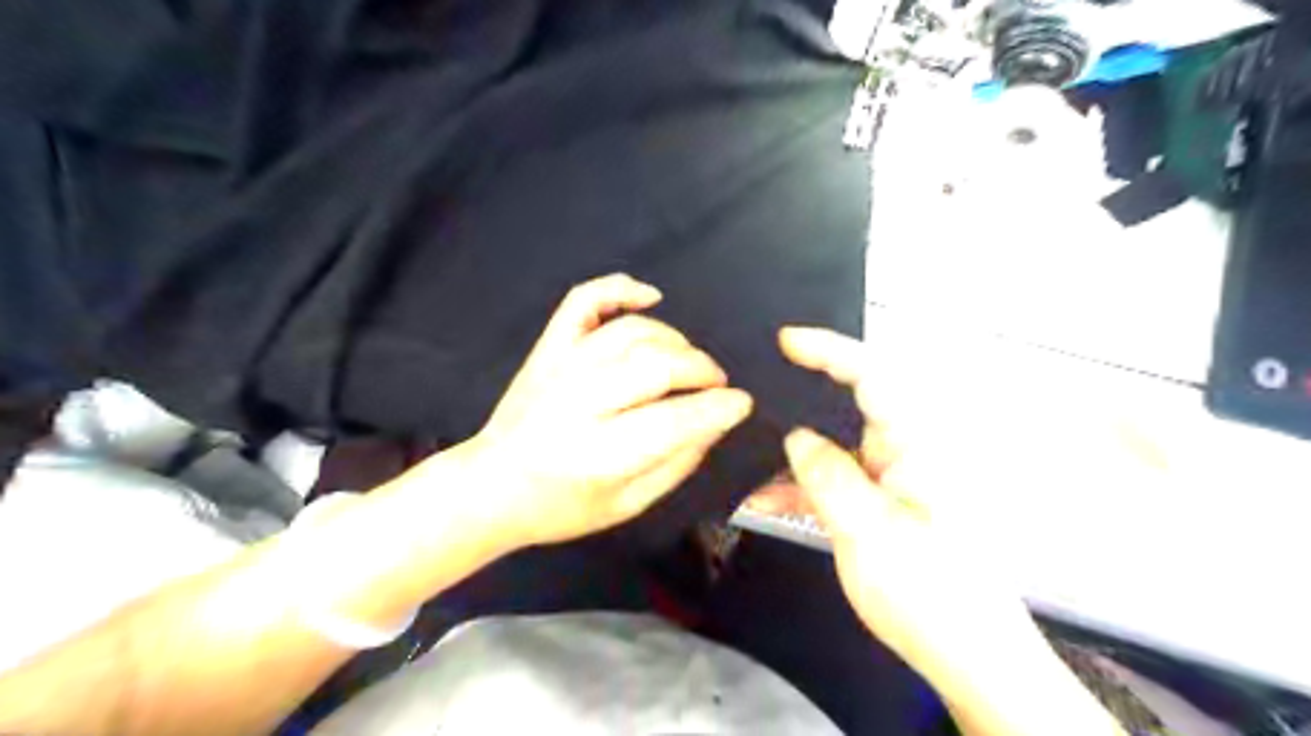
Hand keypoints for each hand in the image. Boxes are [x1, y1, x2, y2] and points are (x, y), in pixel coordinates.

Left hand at [457, 272, 746, 550]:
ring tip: (687, 363)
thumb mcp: (626, 506)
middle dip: (703, 370)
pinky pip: (585, 299)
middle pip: (657, 365)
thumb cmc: (560, 507)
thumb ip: (677, 463)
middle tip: (716, 384)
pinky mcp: (548, 346)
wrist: (491, 484)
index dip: (718, 408)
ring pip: (634, 331)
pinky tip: (651, 297)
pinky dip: (621, 288)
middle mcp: (578, 402)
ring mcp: (560, 366)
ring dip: (676, 341)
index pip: (673, 421)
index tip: (742, 403)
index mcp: (597, 455)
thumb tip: (716, 421)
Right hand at [771, 324, 1050, 693]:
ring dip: (793, 448)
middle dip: (802, 391)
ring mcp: (892, 476)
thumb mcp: (867, 530)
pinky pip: (835, 478)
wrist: (967, 655)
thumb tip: (795, 436)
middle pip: (848, 403)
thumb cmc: (927, 589)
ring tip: (746, 443)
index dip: (828, 349)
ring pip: (834, 443)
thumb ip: (827, 475)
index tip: (784, 340)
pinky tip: (762, 497)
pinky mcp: (881, 501)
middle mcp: (905, 449)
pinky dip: (801, 484)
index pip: (873, 375)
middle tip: (754, 388)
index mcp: (915, 442)